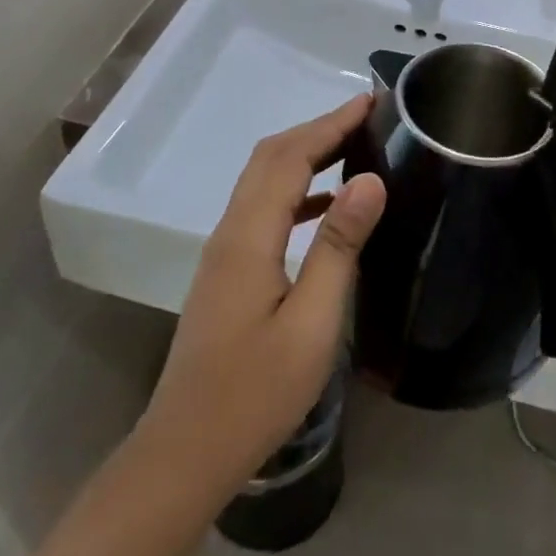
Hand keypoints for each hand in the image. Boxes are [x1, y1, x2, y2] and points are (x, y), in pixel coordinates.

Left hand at [137, 96, 386, 498]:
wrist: (186, 454)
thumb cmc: (254, 393)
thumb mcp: (311, 322)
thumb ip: (338, 246)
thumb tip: (369, 179)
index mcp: (248, 236)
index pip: (290, 157)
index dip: (330, 124)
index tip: (369, 102)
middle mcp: (230, 231)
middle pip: (271, 158)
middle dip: (318, 129)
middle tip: (366, 116)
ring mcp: (224, 251)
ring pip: (265, 180)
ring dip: (306, 155)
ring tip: (354, 147)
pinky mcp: (228, 271)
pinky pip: (265, 208)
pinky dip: (298, 190)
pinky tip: (329, 206)